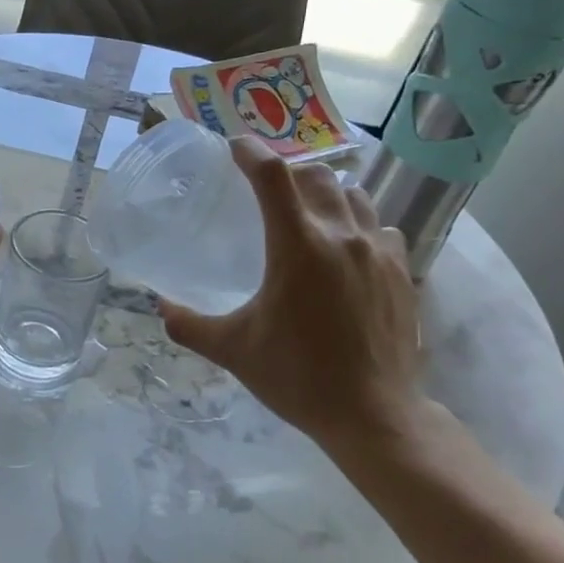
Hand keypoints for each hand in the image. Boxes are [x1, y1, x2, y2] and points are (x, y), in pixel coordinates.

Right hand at [159, 138, 425, 456]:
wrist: (375, 415)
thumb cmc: (297, 377)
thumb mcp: (233, 350)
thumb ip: (189, 325)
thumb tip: (160, 307)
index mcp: (297, 245)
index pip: (272, 175)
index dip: (249, 151)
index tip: (232, 147)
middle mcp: (341, 235)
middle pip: (315, 175)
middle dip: (286, 172)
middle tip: (264, 189)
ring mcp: (378, 251)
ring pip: (353, 196)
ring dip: (325, 194)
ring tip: (306, 214)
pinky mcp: (403, 271)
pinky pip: (379, 227)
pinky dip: (357, 225)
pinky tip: (345, 250)